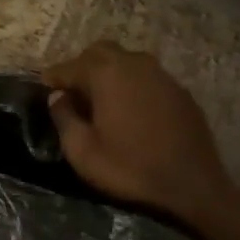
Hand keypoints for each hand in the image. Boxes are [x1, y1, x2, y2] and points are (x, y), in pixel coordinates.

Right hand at [43, 41, 232, 230]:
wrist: (194, 187)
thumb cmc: (131, 168)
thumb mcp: (83, 151)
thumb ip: (64, 117)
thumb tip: (58, 97)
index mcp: (105, 73)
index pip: (69, 67)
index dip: (53, 79)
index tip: (44, 89)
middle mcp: (133, 63)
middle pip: (98, 52)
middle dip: (81, 68)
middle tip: (74, 93)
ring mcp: (160, 74)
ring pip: (125, 61)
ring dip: (109, 73)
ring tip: (102, 100)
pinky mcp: (179, 90)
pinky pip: (147, 77)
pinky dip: (132, 84)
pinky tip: (131, 109)